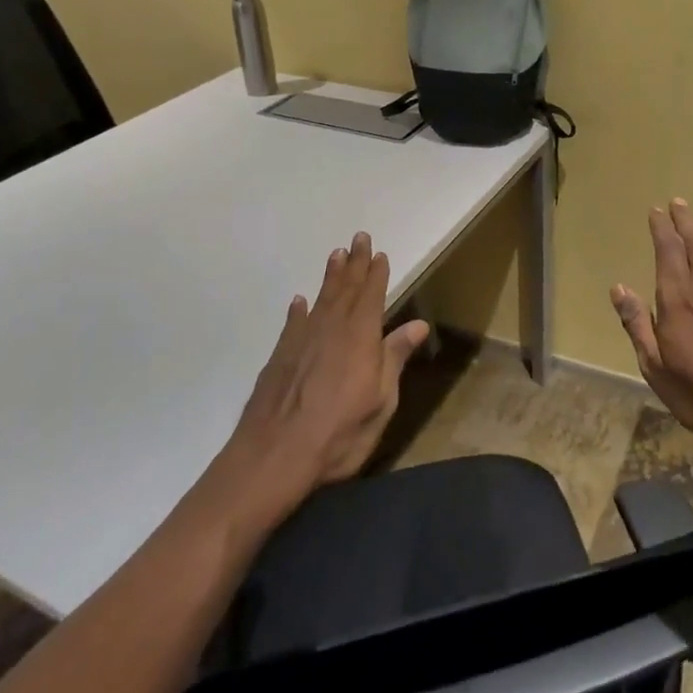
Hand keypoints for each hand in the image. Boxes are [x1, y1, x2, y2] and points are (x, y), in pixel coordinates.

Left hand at [226, 232, 429, 501]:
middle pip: (346, 289)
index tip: (380, 253)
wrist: (275, 454)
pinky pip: (293, 323)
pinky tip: (299, 301)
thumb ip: (395, 358)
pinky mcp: (280, 356)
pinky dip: (298, 310)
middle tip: (358, 238)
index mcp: (361, 337)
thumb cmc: (340, 432)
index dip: (377, 274)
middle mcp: (331, 329)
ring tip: (335, 255)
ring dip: (330, 277)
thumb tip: (417, 324)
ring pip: (320, 299)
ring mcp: (302, 341)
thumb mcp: (381, 400)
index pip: (372, 296)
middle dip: (354, 263)